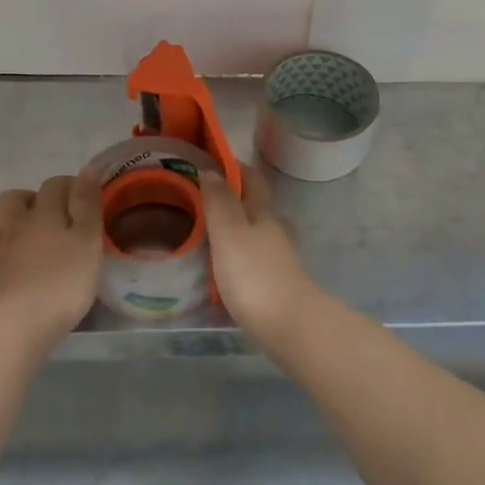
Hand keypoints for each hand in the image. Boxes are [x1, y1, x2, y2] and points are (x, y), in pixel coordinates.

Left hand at [0, 175, 102, 346]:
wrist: (22, 323)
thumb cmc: (65, 279)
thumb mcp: (88, 239)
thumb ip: (87, 204)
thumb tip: (87, 169)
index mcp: (44, 212)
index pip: (54, 185)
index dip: (70, 186)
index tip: (86, 198)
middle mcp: (19, 224)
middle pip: (15, 197)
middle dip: (33, 198)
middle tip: (55, 215)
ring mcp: (2, 250)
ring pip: (3, 222)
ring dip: (18, 222)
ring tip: (37, 237)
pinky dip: (11, 249)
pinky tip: (25, 262)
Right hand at [202, 167, 317, 343]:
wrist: (290, 327)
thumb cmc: (254, 275)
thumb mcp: (230, 233)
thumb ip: (220, 202)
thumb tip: (212, 169)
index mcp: (262, 212)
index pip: (251, 177)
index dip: (232, 165)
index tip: (208, 158)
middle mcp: (271, 229)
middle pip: (251, 203)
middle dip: (227, 195)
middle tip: (194, 194)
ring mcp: (273, 257)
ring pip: (248, 230)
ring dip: (227, 224)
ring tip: (197, 226)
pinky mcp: (270, 282)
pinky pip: (246, 256)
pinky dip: (230, 251)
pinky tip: (213, 262)